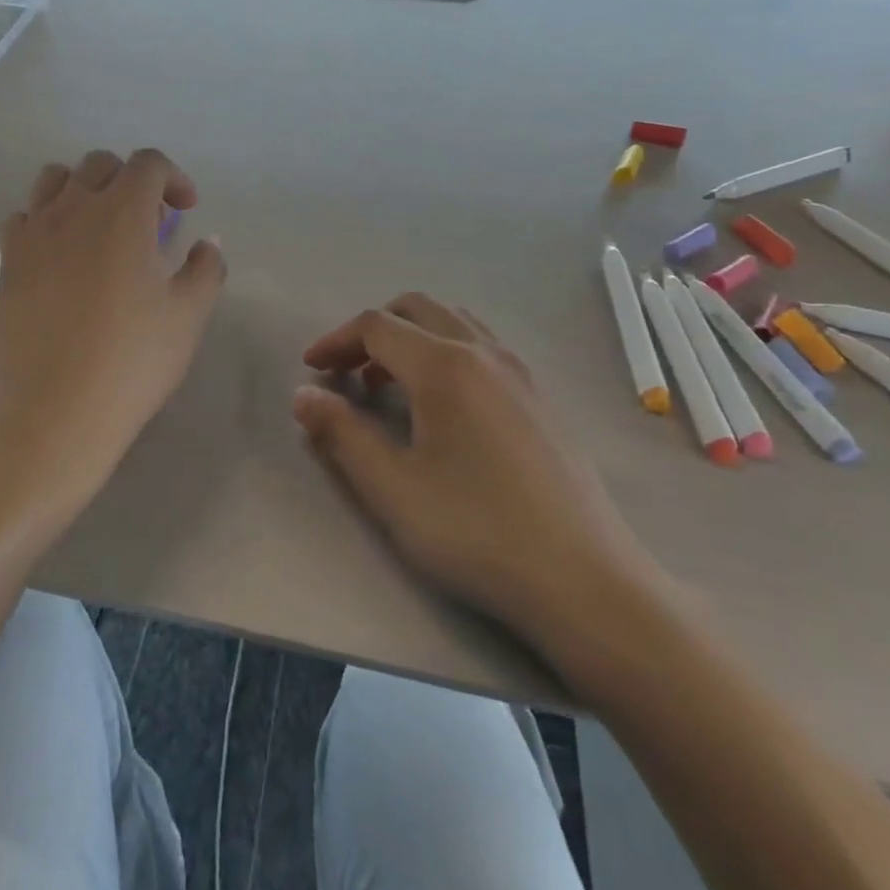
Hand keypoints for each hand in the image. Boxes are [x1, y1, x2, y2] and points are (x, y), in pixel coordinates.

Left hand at [0, 149, 225, 521]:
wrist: (59, 408)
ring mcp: (34, 232)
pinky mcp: (8, 261)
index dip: (173, 178)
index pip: (148, 163)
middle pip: (100, 163)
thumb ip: (206, 268)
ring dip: (84, 188)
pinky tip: (60, 252)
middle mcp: (74, 208)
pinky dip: (46, 219)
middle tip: (147, 220)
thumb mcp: (189, 315)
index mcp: (123, 212)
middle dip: (130, 179)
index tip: (185, 211)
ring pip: (55, 179)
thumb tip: (206, 244)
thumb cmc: (134, 359)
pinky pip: (24, 216)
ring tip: (99, 225)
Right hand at [292, 294, 663, 674]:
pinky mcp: (542, 399)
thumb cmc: (477, 531)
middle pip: (418, 309)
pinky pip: (483, 348)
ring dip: (411, 339)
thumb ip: (342, 434)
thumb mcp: (392, 488)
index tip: (310, 369)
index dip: (335, 340)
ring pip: (455, 324)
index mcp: (445, 366)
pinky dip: (446, 353)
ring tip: (387, 385)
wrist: (586, 580)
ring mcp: (521, 373)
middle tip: (345, 370)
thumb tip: (303, 395)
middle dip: (372, 330)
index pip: (376, 326)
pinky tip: (442, 407)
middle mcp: (485, 353)